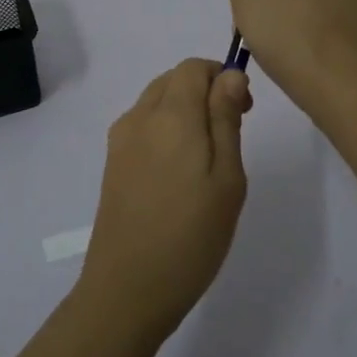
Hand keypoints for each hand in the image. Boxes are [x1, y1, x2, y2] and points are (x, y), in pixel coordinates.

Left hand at [77, 59, 251, 342]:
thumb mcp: (227, 177)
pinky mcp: (112, 164)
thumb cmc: (191, 235)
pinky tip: (179, 172)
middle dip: (204, 91)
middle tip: (231, 132)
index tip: (245, 110)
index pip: (193, 67)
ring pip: (156, 102)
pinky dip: (165, 130)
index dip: (222, 76)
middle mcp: (139, 117)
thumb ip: (226, 118)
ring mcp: (120, 141)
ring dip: (184, 110)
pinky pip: (142, 126)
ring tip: (207, 157)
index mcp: (170, 114)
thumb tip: (230, 74)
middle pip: (172, 80)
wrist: (128, 289)